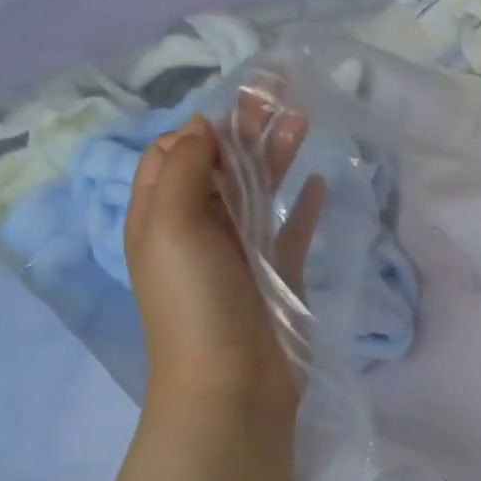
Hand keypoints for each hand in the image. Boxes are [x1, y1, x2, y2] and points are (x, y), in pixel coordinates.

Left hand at [124, 95, 322, 425]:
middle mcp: (199, 231)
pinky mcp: (279, 275)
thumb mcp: (171, 226)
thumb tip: (200, 126)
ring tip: (304, 121)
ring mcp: (241, 254)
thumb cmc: (195, 302)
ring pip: (259, 193)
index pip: (174, 157)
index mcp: (162, 217)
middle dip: (246, 131)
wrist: (232, 385)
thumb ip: (186, 170)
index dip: (201, 129)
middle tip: (280, 96)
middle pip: (222, 169)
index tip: (235, 110)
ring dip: (277, 157)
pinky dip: (302, 206)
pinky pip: (291, 231)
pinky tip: (319, 182)